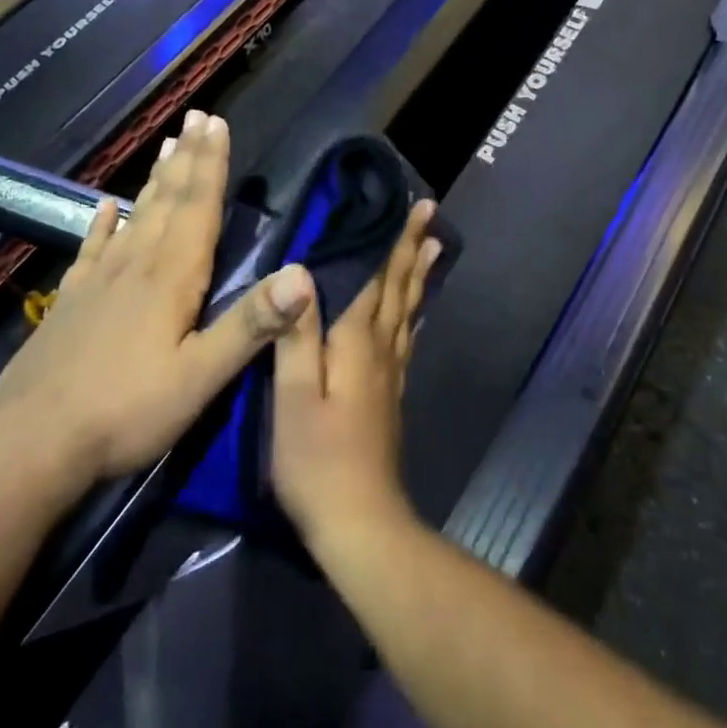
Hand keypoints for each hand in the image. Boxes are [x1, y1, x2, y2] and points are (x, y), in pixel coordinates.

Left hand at [0, 110, 313, 489]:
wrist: (32, 444)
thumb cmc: (127, 411)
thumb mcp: (201, 376)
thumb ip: (251, 324)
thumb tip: (303, 274)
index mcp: (171, 278)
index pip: (197, 207)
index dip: (210, 164)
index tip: (217, 123)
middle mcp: (135, 266)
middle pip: (167, 200)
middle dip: (187, 158)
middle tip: (196, 118)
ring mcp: (99, 281)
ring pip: (135, 215)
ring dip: (155, 179)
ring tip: (166, 146)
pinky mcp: (72, 301)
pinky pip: (93, 248)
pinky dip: (103, 223)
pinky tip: (106, 207)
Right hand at [270, 199, 442, 550]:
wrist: (359, 521)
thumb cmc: (316, 460)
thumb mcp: (294, 396)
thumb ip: (297, 335)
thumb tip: (301, 273)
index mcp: (357, 344)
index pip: (378, 279)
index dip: (394, 242)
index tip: (415, 207)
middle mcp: (381, 350)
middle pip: (398, 290)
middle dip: (411, 249)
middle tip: (431, 214)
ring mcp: (389, 375)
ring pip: (407, 312)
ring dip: (417, 276)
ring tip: (432, 248)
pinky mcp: (388, 396)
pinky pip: (404, 339)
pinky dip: (412, 314)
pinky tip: (412, 313)